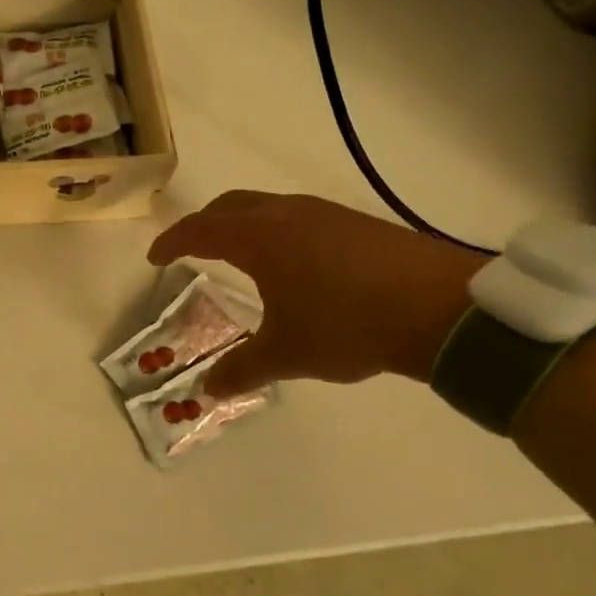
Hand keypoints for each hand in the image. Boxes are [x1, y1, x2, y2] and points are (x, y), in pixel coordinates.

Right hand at [148, 191, 482, 393]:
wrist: (439, 306)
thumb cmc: (346, 324)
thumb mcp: (287, 352)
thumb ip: (243, 369)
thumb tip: (208, 390)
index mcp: (258, 237)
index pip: (200, 230)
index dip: (173, 242)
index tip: (156, 257)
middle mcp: (285, 214)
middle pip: (230, 206)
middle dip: (204, 225)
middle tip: (191, 249)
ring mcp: (323, 214)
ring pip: (266, 208)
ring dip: (243, 225)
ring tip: (240, 255)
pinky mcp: (354, 223)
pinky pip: (297, 217)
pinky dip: (276, 232)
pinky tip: (293, 264)